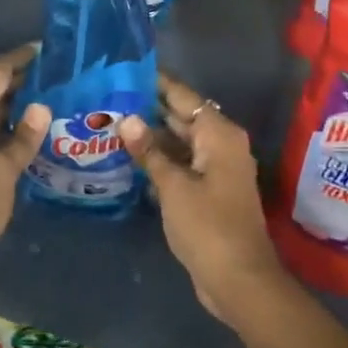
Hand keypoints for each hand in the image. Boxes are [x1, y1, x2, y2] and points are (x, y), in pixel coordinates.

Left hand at [0, 44, 50, 277]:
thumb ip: (23, 138)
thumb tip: (42, 104)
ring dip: (25, 103)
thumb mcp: (0, 172)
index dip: (21, 57)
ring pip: (0, 111)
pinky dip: (19, 128)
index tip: (51, 47)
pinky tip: (43, 133)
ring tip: (62, 97)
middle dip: (28, 77)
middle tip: (66, 73)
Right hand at [120, 74, 288, 325]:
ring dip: (151, 134)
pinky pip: (181, 163)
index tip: (126, 68)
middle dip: (149, 107)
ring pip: (179, 141)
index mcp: (218, 134)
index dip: (156, 81)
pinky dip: (159, 158)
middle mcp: (220, 145)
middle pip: (181, 116)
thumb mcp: (173, 186)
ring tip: (111, 120)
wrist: (238, 279)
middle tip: (109, 94)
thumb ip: (149, 151)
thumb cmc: (208, 227)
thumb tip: (127, 119)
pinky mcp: (208, 190)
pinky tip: (129, 156)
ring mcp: (215, 169)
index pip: (183, 96)